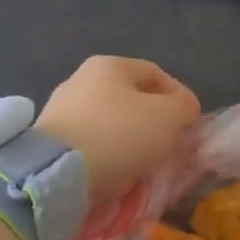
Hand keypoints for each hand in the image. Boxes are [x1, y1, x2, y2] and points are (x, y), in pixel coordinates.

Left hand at [37, 56, 200, 205]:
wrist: (56, 174)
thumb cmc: (119, 134)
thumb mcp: (168, 116)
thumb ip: (184, 106)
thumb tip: (184, 109)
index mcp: (109, 65)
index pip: (156, 74)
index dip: (179, 97)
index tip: (191, 124)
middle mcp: (80, 80)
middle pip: (131, 99)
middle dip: (154, 122)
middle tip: (170, 146)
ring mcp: (60, 110)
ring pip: (111, 124)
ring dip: (132, 142)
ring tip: (145, 165)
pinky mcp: (49, 142)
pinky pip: (91, 145)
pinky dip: (108, 157)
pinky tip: (117, 174)